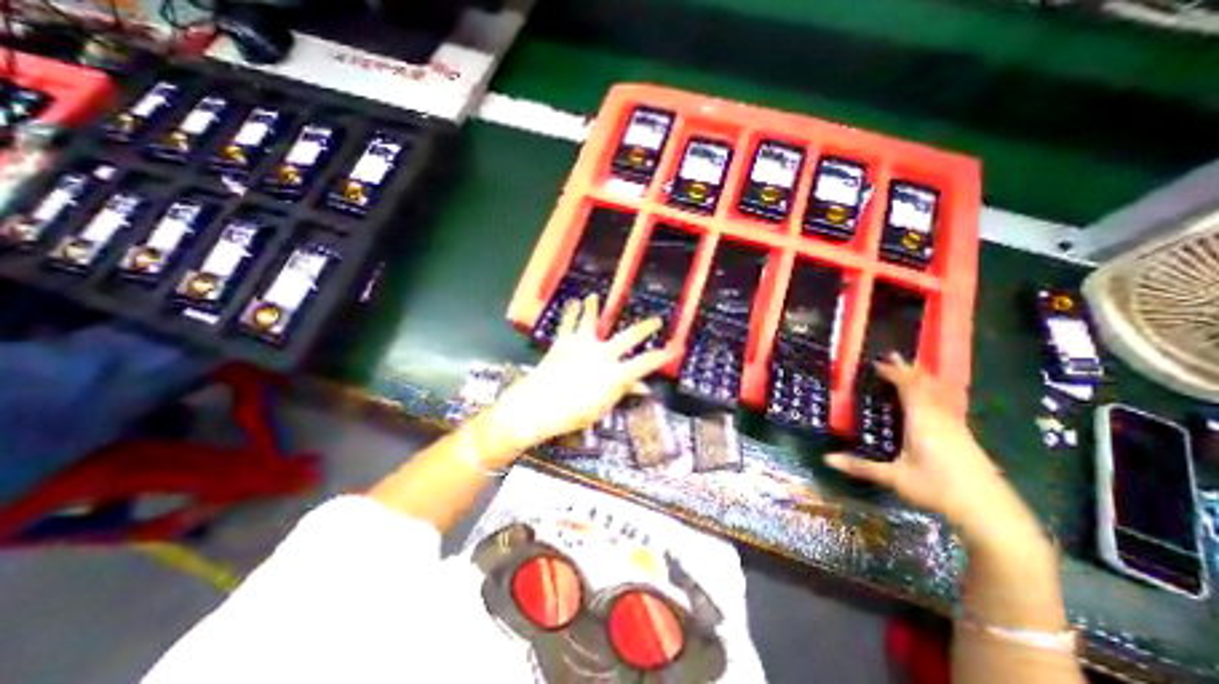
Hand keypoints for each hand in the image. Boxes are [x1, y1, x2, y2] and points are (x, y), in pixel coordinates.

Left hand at [489, 291, 670, 447]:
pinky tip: (572, 302)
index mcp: (615, 374)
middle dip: (645, 327)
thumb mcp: (602, 408)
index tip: (675, 349)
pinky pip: (568, 323)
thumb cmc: (573, 414)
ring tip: (594, 296)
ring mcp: (582, 345)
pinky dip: (570, 312)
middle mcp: (602, 354)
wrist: (538, 407)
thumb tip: (644, 387)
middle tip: (656, 320)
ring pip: (591, 320)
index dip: (662, 356)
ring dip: (593, 308)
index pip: (645, 363)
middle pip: (628, 336)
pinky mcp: (563, 342)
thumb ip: (623, 393)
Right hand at [823, 352, 1016, 527]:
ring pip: (938, 393)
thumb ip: (860, 466)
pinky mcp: (963, 435)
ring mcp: (955, 425)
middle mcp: (940, 417)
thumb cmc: (937, 489)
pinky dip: (934, 391)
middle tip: (893, 355)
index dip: (893, 373)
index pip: (908, 388)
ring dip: (923, 378)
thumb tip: (826, 459)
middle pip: (925, 385)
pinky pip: (945, 402)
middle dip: (908, 369)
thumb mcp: (894, 477)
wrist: (991, 511)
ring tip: (913, 368)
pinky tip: (934, 397)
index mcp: (922, 421)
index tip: (877, 363)